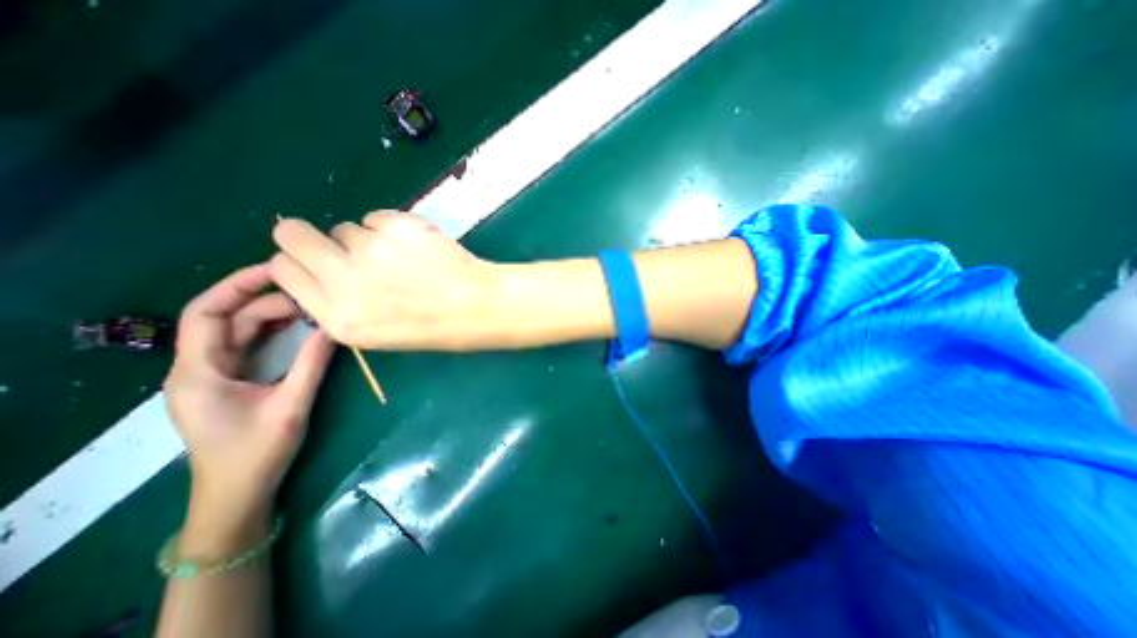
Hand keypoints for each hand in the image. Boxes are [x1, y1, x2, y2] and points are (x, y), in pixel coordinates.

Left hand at [163, 261, 332, 531]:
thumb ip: (312, 363)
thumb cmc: (257, 452)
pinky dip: (276, 332)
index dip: (237, 285)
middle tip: (315, 295)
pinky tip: (302, 327)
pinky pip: (252, 346)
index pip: (207, 313)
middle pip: (230, 319)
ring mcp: (215, 374)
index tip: (276, 268)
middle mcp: (200, 367)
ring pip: (242, 331)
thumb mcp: (291, 404)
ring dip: (276, 316)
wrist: (238, 493)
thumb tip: (334, 326)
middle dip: (270, 302)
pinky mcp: (232, 381)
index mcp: (199, 371)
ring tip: (314, 307)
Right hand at [270, 213, 499, 349]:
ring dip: (365, 238)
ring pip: (345, 227)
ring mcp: (371, 250)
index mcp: (338, 317)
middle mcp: (344, 281)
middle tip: (345, 246)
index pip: (284, 270)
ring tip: (402, 258)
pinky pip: (376, 217)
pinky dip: (390, 228)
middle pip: (293, 234)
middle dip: (310, 236)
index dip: (300, 262)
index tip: (319, 262)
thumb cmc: (433, 325)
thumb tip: (319, 269)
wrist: (476, 306)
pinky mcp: (396, 227)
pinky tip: (416, 247)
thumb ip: (340, 303)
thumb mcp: (376, 332)